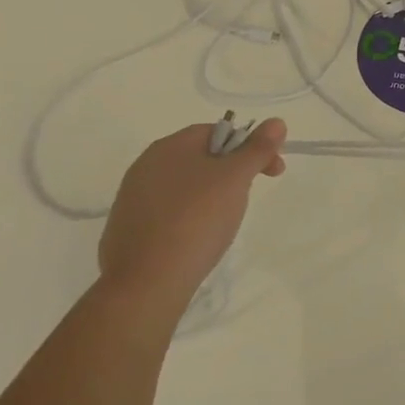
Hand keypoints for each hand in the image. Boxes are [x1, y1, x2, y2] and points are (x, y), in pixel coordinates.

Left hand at [99, 118, 285, 317]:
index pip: (217, 131)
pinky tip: (197, 239)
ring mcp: (132, 198)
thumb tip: (277, 121)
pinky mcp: (128, 229)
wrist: (147, 282)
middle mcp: (146, 165)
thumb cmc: (197, 220)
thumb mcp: (236, 179)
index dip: (250, 146)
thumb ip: (257, 149)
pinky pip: (168, 212)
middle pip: (200, 158)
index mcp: (170, 146)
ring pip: (185, 186)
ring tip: (224, 222)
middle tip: (249, 197)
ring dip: (211, 195)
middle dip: (232, 172)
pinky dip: (189, 218)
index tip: (272, 171)